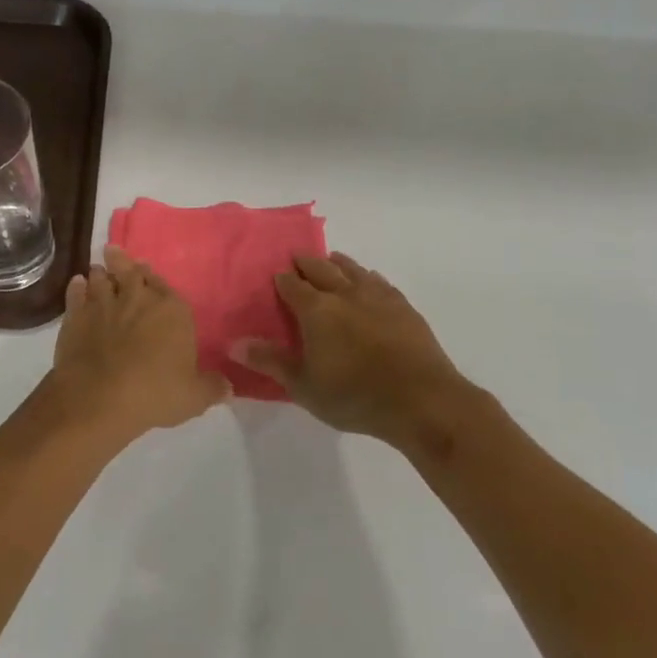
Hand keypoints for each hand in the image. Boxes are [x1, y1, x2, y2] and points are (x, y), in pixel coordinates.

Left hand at [46, 246, 229, 444]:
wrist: (99, 399)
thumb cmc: (155, 394)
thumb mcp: (194, 397)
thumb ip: (212, 387)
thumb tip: (227, 386)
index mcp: (172, 311)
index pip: (165, 286)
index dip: (155, 279)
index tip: (147, 270)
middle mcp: (137, 299)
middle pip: (130, 272)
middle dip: (124, 263)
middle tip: (116, 254)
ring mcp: (103, 305)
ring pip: (101, 278)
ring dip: (101, 274)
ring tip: (98, 270)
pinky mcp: (75, 318)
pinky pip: (76, 294)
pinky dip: (77, 288)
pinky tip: (77, 284)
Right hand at [236, 252, 475, 449]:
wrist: (421, 400)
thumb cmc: (353, 396)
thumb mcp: (303, 386)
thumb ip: (270, 362)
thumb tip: (235, 343)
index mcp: (317, 311)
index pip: (293, 286)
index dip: (282, 280)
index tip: (275, 275)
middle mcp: (346, 295)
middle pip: (323, 269)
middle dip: (307, 262)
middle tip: (297, 257)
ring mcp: (379, 298)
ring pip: (354, 270)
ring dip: (339, 263)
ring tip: (332, 259)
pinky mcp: (404, 308)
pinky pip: (381, 283)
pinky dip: (369, 278)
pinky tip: (370, 281)